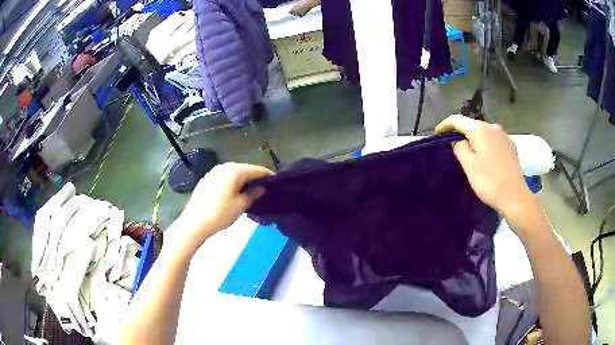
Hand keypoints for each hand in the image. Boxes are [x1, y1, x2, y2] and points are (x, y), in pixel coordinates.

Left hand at [177, 163, 273, 245]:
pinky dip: (232, 182)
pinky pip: (224, 178)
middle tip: (264, 187)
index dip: (267, 175)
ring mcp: (213, 172)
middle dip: (254, 177)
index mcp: (234, 171)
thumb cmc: (220, 213)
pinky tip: (234, 192)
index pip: (256, 169)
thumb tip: (261, 188)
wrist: (194, 223)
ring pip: (233, 173)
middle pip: (244, 169)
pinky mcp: (206, 180)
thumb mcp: (240, 205)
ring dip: (243, 180)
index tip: (276, 181)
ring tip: (250, 190)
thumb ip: (253, 194)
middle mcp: (223, 167)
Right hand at [435, 115, 533, 215]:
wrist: (514, 196)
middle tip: (452, 145)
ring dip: (474, 139)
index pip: (457, 119)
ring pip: (484, 132)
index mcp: (480, 129)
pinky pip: (493, 140)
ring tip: (469, 153)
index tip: (437, 134)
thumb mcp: (469, 165)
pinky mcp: (511, 145)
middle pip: (471, 125)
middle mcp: (493, 127)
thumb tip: (457, 140)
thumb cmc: (489, 182)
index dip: (445, 125)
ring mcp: (504, 135)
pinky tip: (485, 157)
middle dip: (460, 132)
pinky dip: (485, 144)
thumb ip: (459, 148)